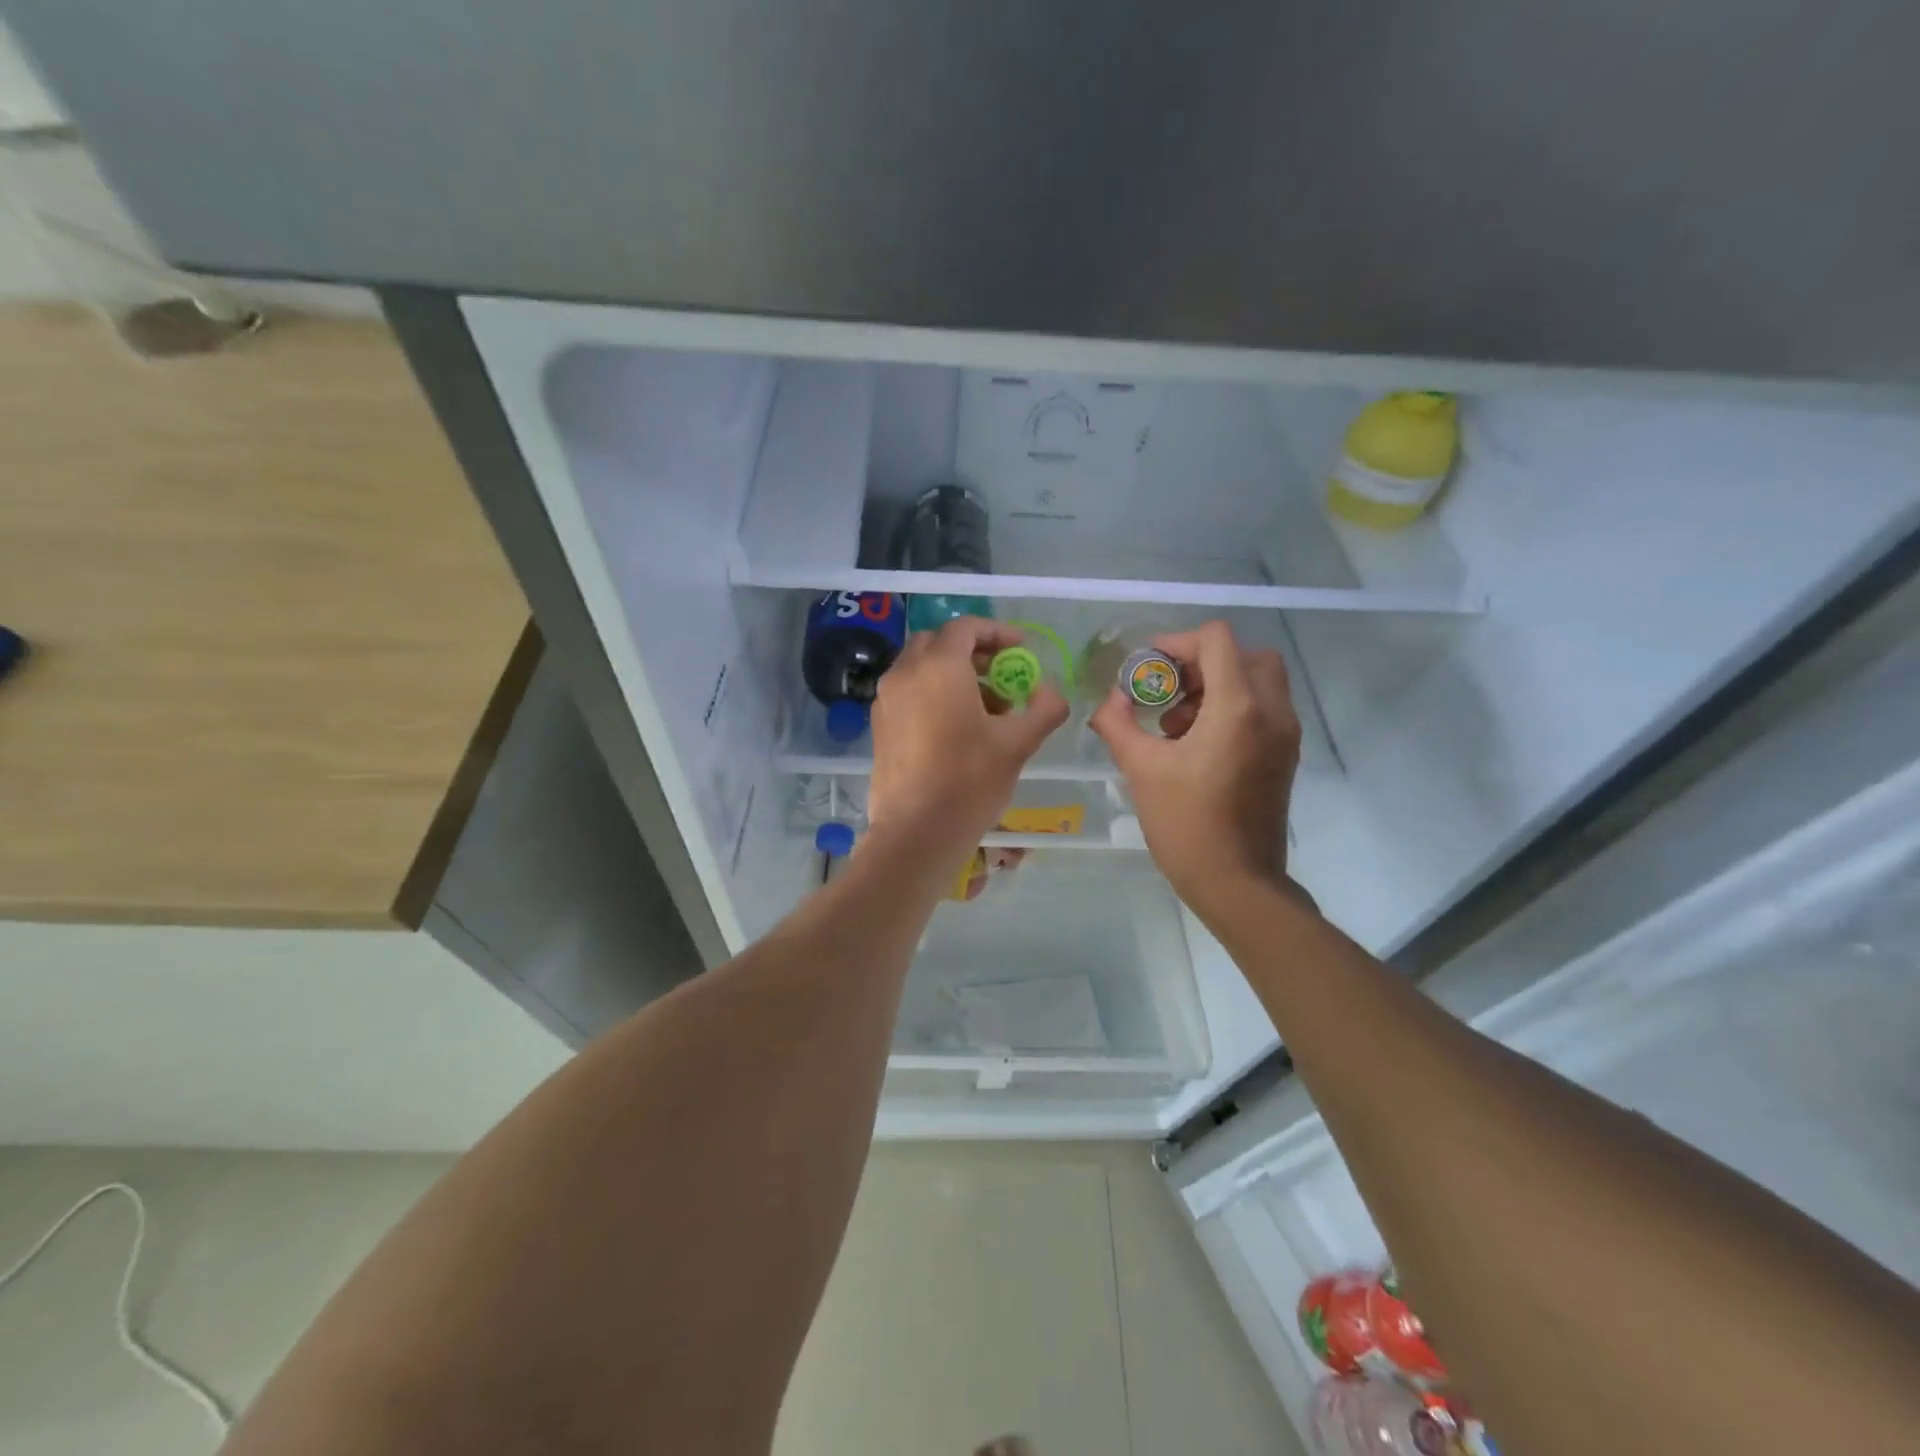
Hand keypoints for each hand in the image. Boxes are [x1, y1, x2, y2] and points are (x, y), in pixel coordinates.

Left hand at [867, 617, 1068, 853]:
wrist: (916, 831)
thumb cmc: (969, 781)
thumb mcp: (1018, 744)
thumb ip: (1044, 709)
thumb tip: (1053, 693)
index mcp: (939, 666)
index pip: (966, 627)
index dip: (997, 632)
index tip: (1021, 649)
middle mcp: (905, 673)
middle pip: (938, 642)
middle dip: (972, 651)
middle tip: (1001, 673)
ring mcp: (886, 699)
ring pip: (920, 667)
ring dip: (952, 673)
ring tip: (986, 707)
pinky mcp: (879, 725)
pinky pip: (907, 692)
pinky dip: (932, 693)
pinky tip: (956, 727)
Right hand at [1089, 620, 1300, 922]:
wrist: (1237, 883)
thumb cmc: (1186, 824)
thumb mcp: (1141, 769)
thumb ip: (1118, 723)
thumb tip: (1108, 700)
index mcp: (1238, 708)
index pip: (1216, 640)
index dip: (1176, 643)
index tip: (1147, 668)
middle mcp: (1272, 711)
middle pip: (1244, 654)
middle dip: (1201, 662)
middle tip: (1167, 689)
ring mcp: (1285, 734)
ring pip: (1258, 680)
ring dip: (1217, 684)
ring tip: (1176, 722)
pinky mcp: (1285, 755)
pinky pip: (1264, 708)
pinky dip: (1233, 707)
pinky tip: (1196, 743)